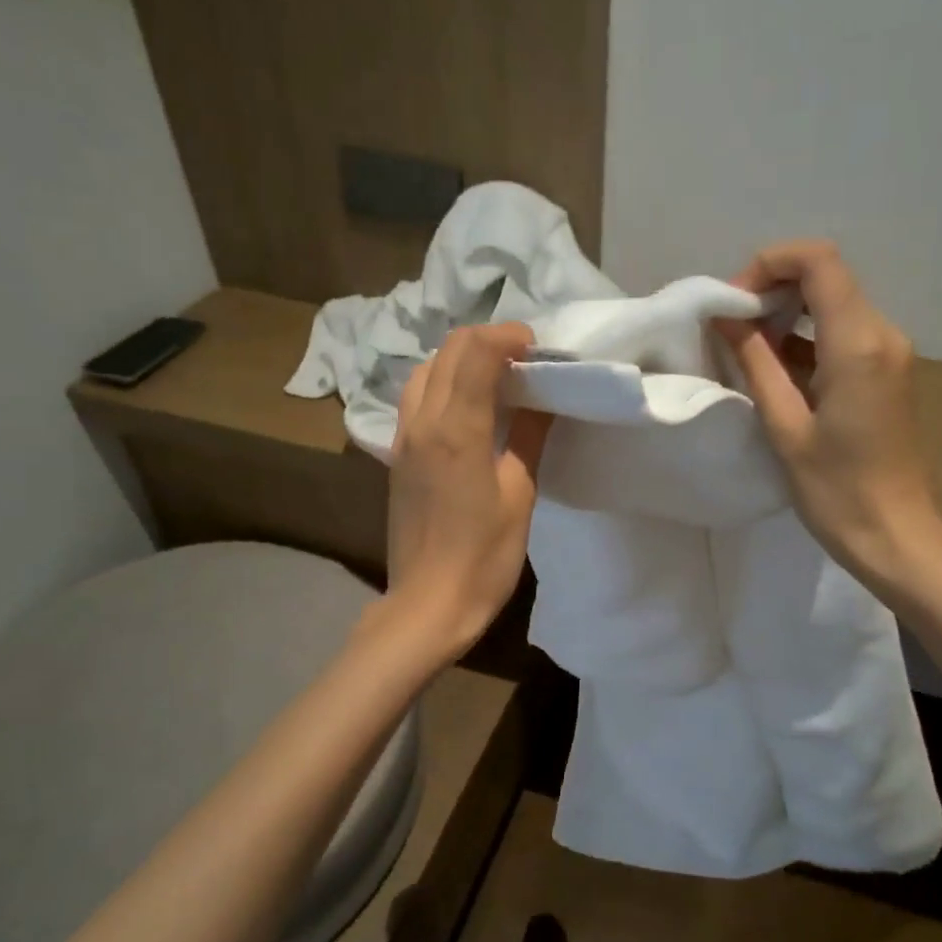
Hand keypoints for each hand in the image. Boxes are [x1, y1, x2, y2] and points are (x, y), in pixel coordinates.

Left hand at [385, 323, 551, 656]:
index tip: (538, 349)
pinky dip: (443, 384)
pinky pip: (416, 399)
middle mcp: (421, 423)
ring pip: (425, 372)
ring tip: (497, 378)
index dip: (507, 337)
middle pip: (446, 352)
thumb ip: (528, 436)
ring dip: (460, 360)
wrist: (429, 605)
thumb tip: (543, 397)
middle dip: (486, 341)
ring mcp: (403, 440)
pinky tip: (469, 408)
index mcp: (454, 430)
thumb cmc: (484, 557)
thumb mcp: (520, 495)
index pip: (474, 351)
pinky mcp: (397, 458)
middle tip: (524, 359)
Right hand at [719, 240, 941, 599]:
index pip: (818, 261)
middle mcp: (882, 334)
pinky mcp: (886, 371)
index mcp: (857, 344)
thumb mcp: (785, 426)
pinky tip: (775, 367)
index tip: (733, 303)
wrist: (896, 534)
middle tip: (732, 325)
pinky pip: (842, 333)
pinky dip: (805, 337)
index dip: (769, 264)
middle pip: (826, 277)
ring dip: (786, 314)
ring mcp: (889, 352)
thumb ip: (756, 362)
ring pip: (833, 303)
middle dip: (773, 287)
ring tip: (745, 347)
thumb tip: (727, 318)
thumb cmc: (836, 489)